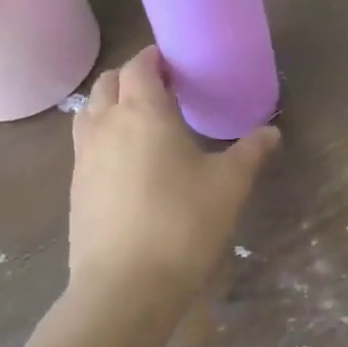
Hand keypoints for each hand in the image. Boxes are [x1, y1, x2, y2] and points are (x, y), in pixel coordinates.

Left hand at [68, 47, 279, 306]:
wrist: (124, 288)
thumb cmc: (183, 224)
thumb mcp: (229, 185)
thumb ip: (251, 152)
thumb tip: (272, 132)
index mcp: (144, 112)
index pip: (140, 65)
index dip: (156, 58)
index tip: (178, 65)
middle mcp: (107, 124)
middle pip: (109, 81)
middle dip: (133, 76)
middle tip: (165, 89)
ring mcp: (84, 156)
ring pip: (90, 110)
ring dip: (112, 102)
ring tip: (142, 119)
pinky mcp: (75, 186)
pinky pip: (85, 142)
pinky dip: (103, 134)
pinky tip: (128, 160)